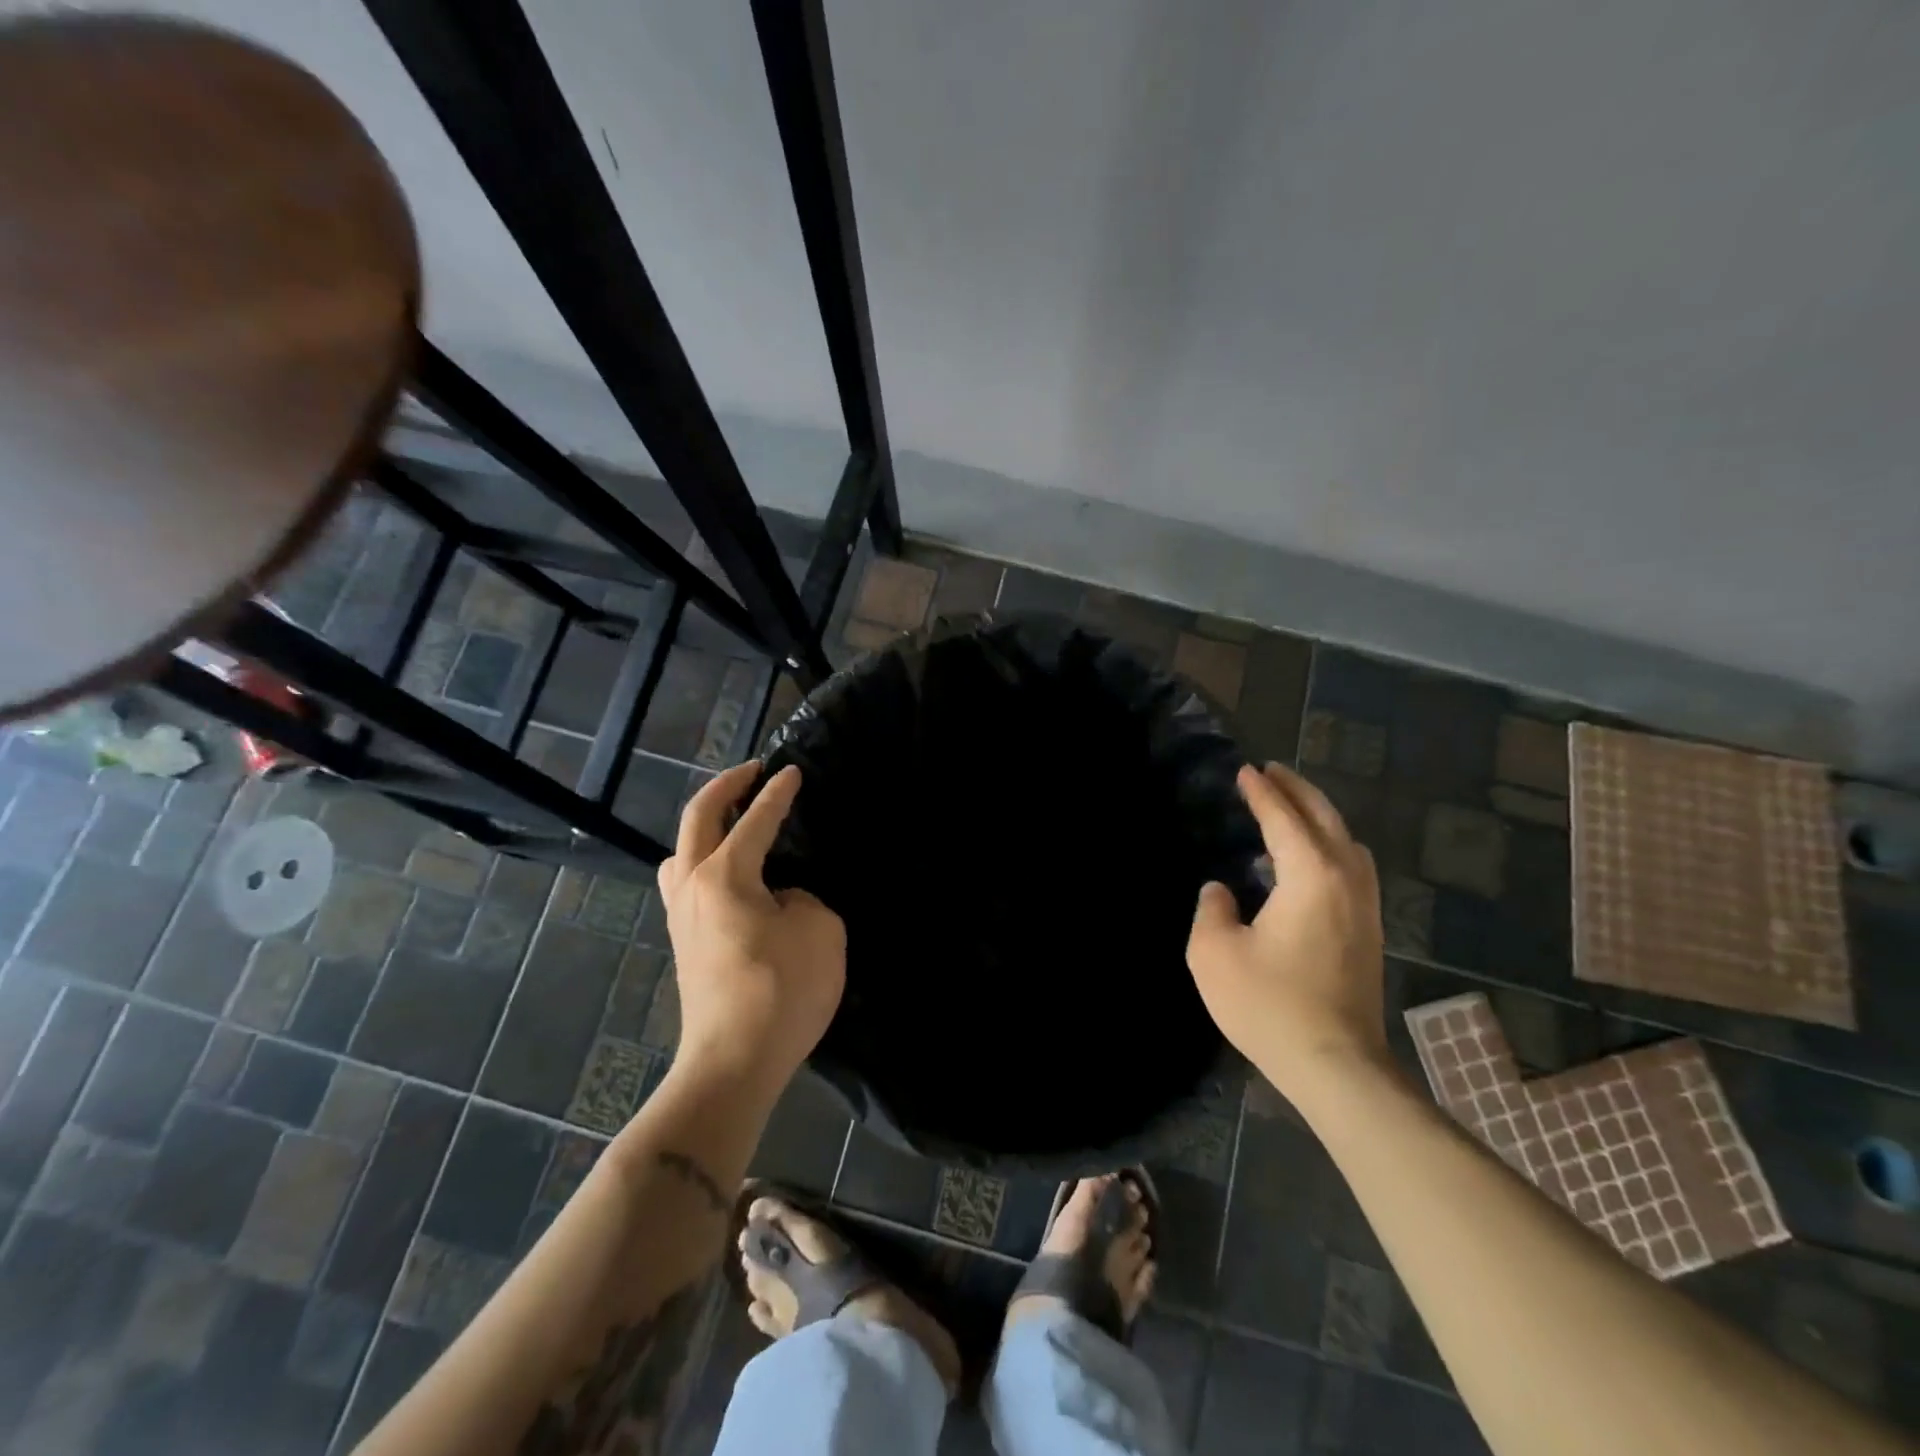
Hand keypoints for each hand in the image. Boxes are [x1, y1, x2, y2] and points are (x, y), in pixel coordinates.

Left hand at [659, 762, 845, 1097]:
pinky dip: (703, 860)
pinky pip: (685, 882)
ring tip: (732, 821)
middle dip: (725, 787)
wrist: (734, 1063)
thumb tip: (778, 900)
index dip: (777, 793)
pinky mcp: (684, 944)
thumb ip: (802, 898)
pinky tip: (728, 875)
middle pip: (697, 819)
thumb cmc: (781, 991)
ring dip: (703, 825)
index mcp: (725, 875)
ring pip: (679, 852)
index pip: (756, 820)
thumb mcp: (819, 930)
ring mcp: (682, 917)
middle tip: (752, 771)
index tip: (792, 771)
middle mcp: (693, 886)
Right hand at [1186, 762, 1388, 1099]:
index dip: (1262, 793)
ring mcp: (1365, 909)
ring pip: (1348, 843)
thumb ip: (1211, 909)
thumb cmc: (1270, 1005)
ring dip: (1321, 817)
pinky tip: (1313, 859)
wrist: (1336, 1067)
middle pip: (1326, 820)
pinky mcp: (1369, 934)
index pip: (1284, 820)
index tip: (1246, 770)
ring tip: (1294, 808)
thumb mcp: (1214, 954)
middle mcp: (1346, 881)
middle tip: (1272, 772)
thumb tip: (1221, 891)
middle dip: (1298, 791)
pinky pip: (1353, 867)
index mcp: (1311, 876)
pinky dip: (1332, 845)